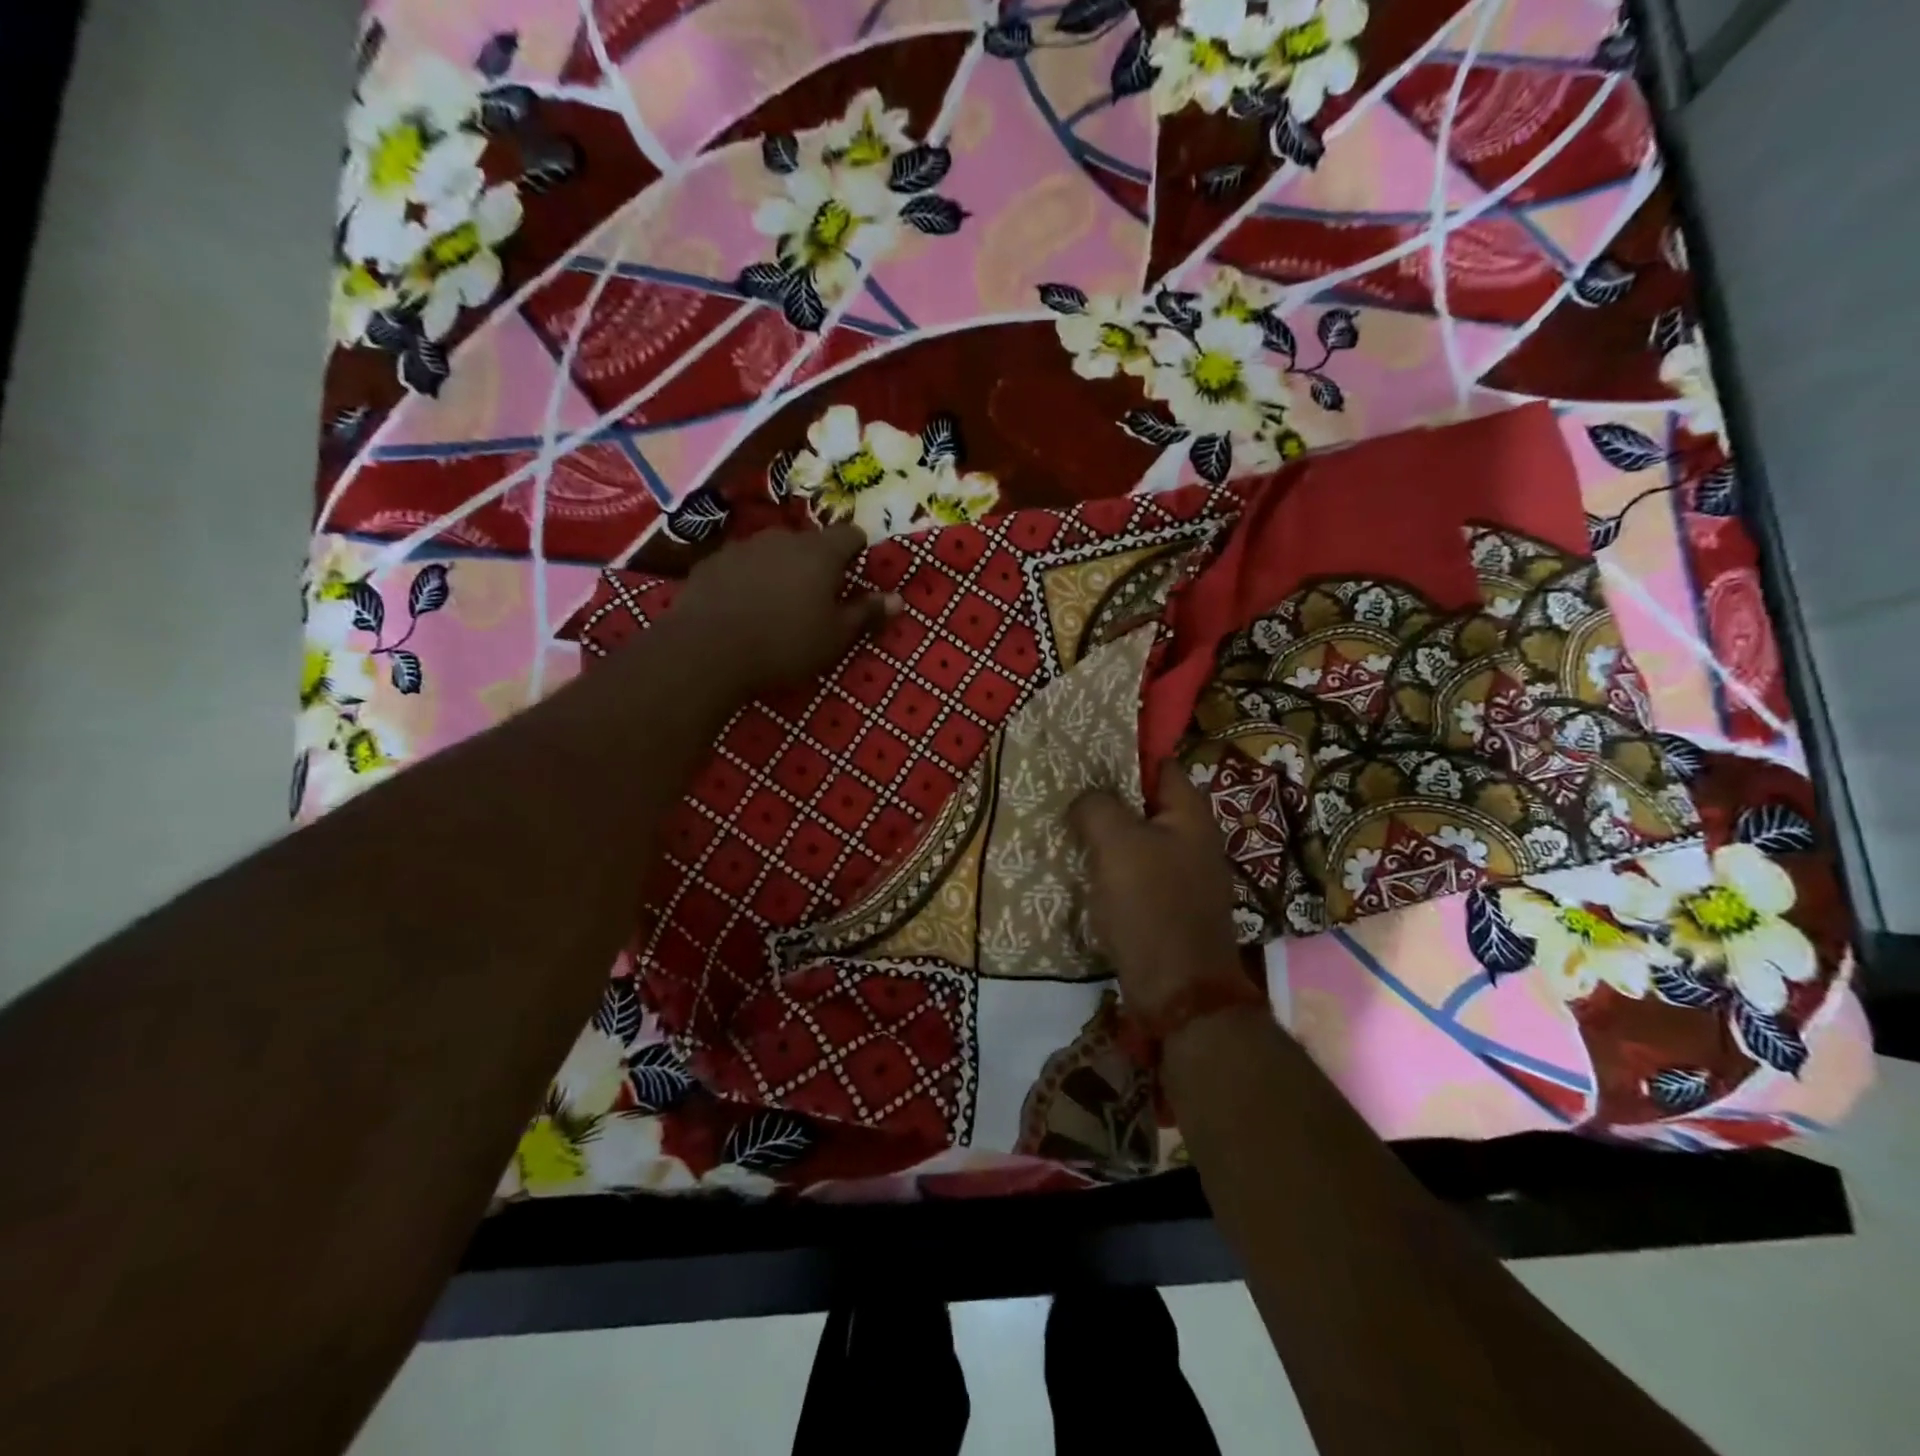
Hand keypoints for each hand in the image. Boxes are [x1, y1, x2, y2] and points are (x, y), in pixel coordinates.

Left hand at [669, 525, 900, 692]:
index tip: (855, 574)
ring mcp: (744, 546)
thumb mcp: (835, 637)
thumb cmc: (785, 644)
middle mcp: (783, 538)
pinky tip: (743, 608)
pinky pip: (741, 565)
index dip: (857, 551)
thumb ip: (866, 614)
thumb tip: (898, 599)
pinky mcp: (712, 562)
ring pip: (773, 551)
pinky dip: (748, 579)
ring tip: (777, 604)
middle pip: (810, 542)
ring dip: (781, 569)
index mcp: (820, 553)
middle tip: (817, 597)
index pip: (850, 534)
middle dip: (817, 563)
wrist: (708, 650)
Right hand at [1070, 761, 1246, 1026]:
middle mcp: (1192, 839)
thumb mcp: (1118, 845)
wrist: (1179, 992)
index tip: (1082, 755)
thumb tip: (1085, 799)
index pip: (1158, 764)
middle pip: (1144, 803)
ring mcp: (1182, 875)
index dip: (1123, 755)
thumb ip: (1097, 806)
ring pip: (1135, 840)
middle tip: (1063, 792)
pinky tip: (1078, 871)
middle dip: (1106, 797)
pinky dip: (1108, 869)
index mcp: (1190, 815)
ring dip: (1103, 836)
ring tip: (1062, 828)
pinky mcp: (1166, 906)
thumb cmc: (1152, 907)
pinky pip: (1133, 873)